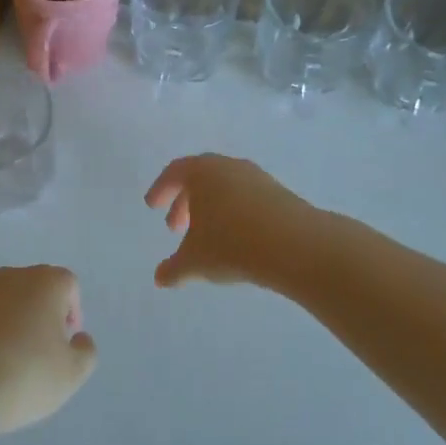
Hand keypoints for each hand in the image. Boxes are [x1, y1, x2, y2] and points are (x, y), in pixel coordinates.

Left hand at [0, 266, 96, 436]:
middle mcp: (8, 276)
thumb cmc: (24, 376)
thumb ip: (85, 352)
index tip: (64, 343)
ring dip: (0, 323)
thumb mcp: (71, 375)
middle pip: (29, 289)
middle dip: (34, 315)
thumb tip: (79, 338)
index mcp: (45, 283)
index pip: (67, 285)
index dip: (71, 311)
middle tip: (33, 354)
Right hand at [145, 154, 320, 289]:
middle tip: (176, 227)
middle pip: (200, 177)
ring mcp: (256, 177)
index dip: (161, 189)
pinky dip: (234, 212)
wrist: (292, 244)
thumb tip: (159, 278)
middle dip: (185, 201)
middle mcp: (228, 166)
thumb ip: (174, 268)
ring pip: (225, 187)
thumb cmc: (231, 244)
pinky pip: (246, 197)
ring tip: (206, 236)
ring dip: (211, 208)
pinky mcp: (278, 192)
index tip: (152, 206)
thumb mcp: (194, 261)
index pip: (174, 172)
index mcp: (201, 172)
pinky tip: (236, 238)